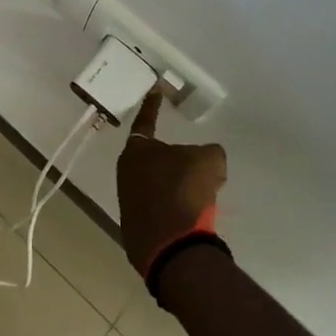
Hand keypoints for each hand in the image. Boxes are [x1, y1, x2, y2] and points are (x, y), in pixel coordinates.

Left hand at [115, 92, 227, 272]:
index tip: (155, 90)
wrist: (170, 245)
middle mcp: (126, 171)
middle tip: (197, 163)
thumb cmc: (184, 191)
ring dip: (178, 186)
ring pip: (158, 184)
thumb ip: (209, 152)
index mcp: (137, 149)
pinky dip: (175, 208)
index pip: (146, 119)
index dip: (153, 104)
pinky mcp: (135, 227)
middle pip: (154, 157)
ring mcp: (127, 200)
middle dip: (175, 159)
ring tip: (202, 196)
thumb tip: (207, 161)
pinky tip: (193, 216)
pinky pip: (160, 208)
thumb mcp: (209, 160)